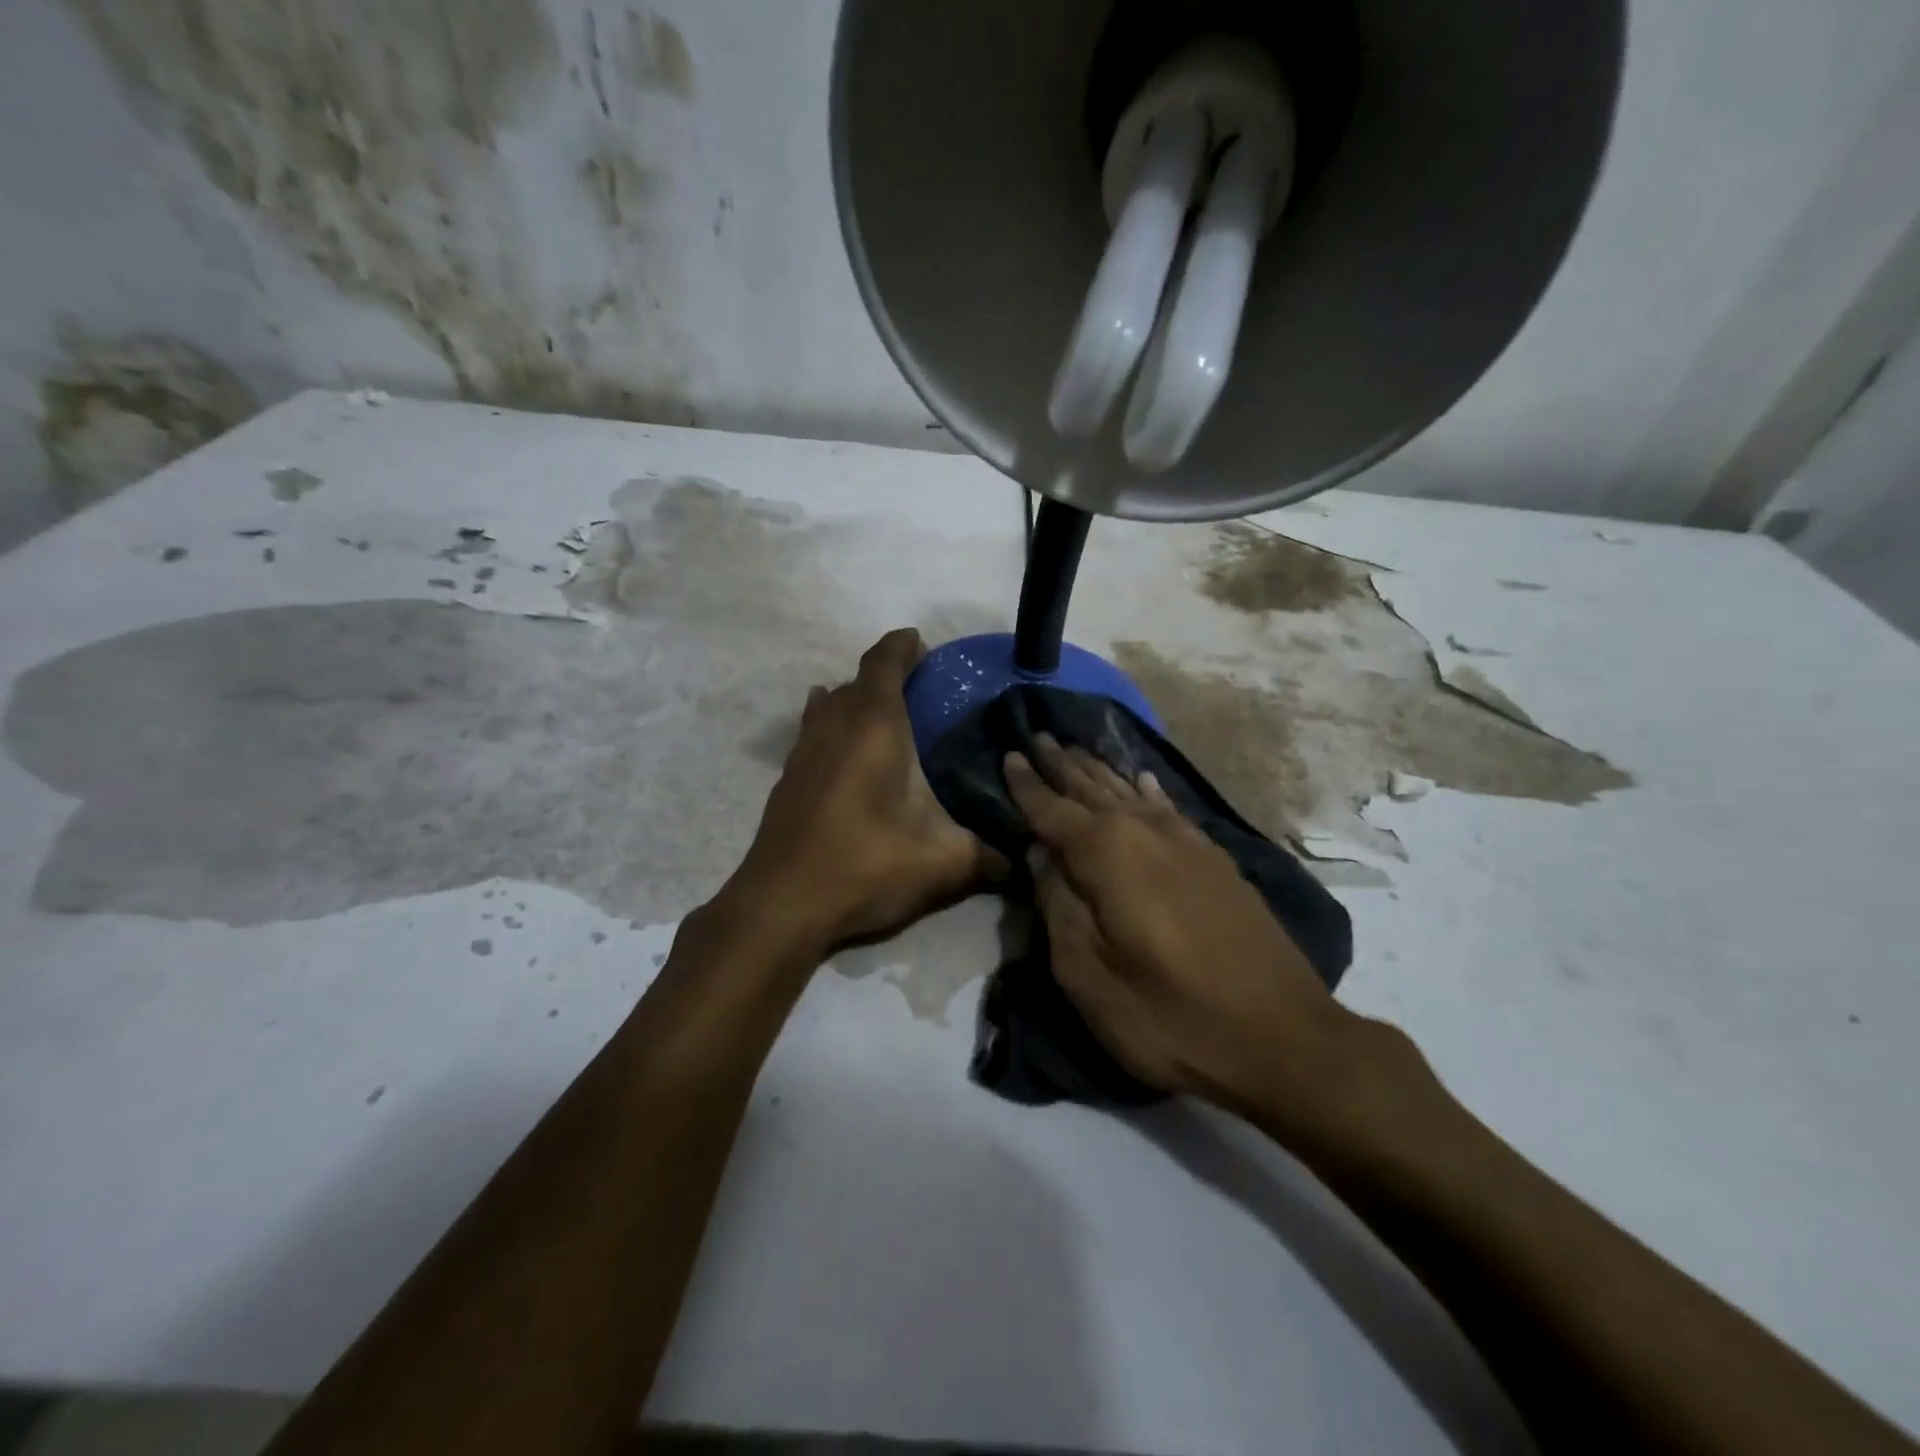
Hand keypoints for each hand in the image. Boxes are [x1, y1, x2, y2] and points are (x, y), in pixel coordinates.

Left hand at [727, 629, 1000, 953]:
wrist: (782, 905)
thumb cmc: (866, 866)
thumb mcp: (942, 863)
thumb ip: (989, 858)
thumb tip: (1023, 864)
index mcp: (874, 727)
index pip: (884, 662)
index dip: (903, 646)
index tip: (923, 645)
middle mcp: (834, 726)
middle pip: (858, 681)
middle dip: (887, 675)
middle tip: (922, 691)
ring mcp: (804, 750)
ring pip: (830, 704)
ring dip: (856, 699)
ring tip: (885, 715)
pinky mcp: (787, 778)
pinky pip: (812, 730)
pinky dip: (831, 724)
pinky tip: (841, 746)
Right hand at [1005, 737, 1357, 1124]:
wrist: (1282, 1039)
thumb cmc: (1170, 1015)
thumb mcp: (1088, 975)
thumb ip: (1057, 905)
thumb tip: (1040, 854)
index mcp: (1107, 854)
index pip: (1052, 810)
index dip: (1027, 784)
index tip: (1008, 755)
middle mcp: (1145, 832)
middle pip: (1092, 790)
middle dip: (1062, 765)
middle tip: (1039, 736)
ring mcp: (1186, 842)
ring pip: (1130, 793)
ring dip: (1099, 771)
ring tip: (1076, 749)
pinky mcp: (1215, 860)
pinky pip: (1169, 809)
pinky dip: (1148, 791)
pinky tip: (1142, 780)